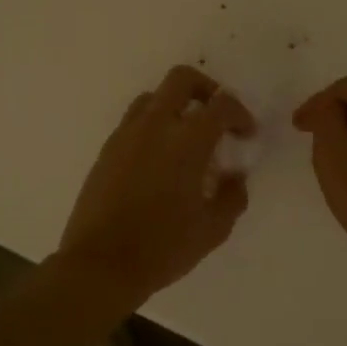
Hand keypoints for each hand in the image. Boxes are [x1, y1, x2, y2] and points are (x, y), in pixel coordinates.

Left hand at [58, 65, 255, 306]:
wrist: (100, 265)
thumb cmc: (163, 248)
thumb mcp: (213, 229)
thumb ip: (232, 197)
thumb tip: (235, 178)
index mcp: (187, 142)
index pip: (221, 104)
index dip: (240, 114)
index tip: (246, 134)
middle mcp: (155, 126)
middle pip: (182, 80)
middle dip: (206, 89)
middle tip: (216, 116)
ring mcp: (125, 136)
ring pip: (153, 97)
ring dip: (175, 106)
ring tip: (186, 138)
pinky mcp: (106, 151)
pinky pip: (133, 122)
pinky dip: (153, 127)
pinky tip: (160, 160)